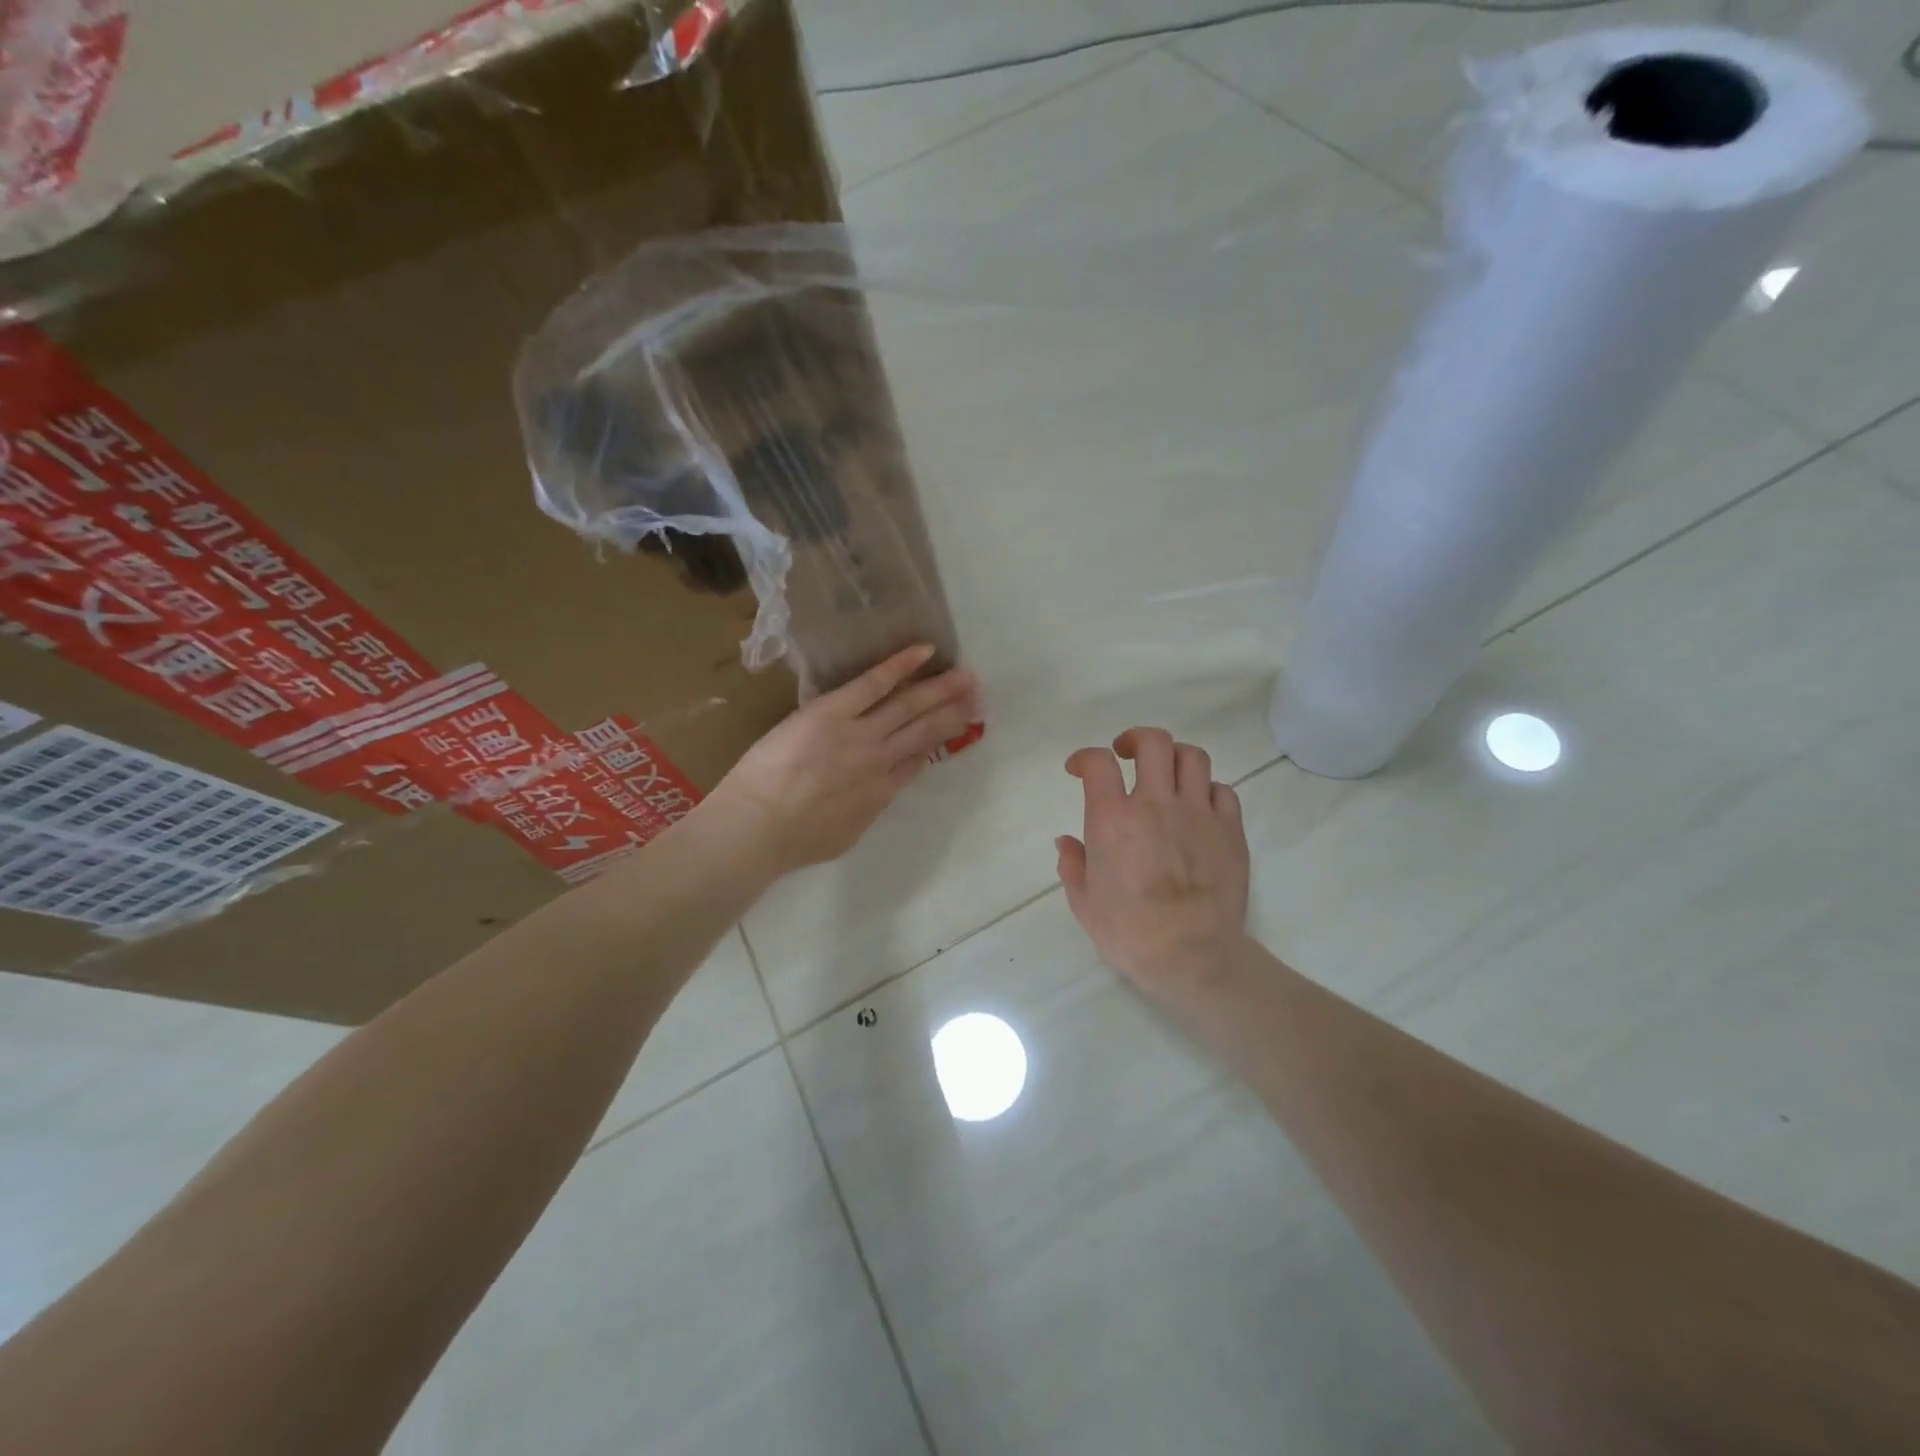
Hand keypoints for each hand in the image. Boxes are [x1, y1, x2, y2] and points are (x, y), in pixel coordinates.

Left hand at [702, 645, 979, 874]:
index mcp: (881, 793)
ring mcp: (860, 733)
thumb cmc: (794, 842)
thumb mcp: (844, 836)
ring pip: (909, 707)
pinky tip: (924, 651)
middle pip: (925, 731)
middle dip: (954, 712)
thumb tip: (873, 798)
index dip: (940, 741)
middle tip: (979, 695)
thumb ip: (866, 812)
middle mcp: (880, 760)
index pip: (917, 760)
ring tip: (967, 676)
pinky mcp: (834, 711)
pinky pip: (874, 683)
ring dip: (941, 690)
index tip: (958, 727)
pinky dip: (900, 666)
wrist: (760, 826)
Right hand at [1056, 727, 1249, 1004]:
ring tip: (1165, 775)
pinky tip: (1198, 808)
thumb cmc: (1129, 933)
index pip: (1098, 762)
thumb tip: (1067, 842)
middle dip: (1134, 739)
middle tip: (1126, 755)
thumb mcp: (1084, 902)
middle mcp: (1155, 804)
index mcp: (1113, 818)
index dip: (1085, 757)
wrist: (1191, 957)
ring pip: (1192, 757)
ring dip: (1174, 759)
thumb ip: (1072, 864)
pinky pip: (1222, 790)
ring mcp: (1198, 813)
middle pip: (1152, 742)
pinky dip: (1206, 791)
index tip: (1079, 769)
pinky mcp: (1230, 830)